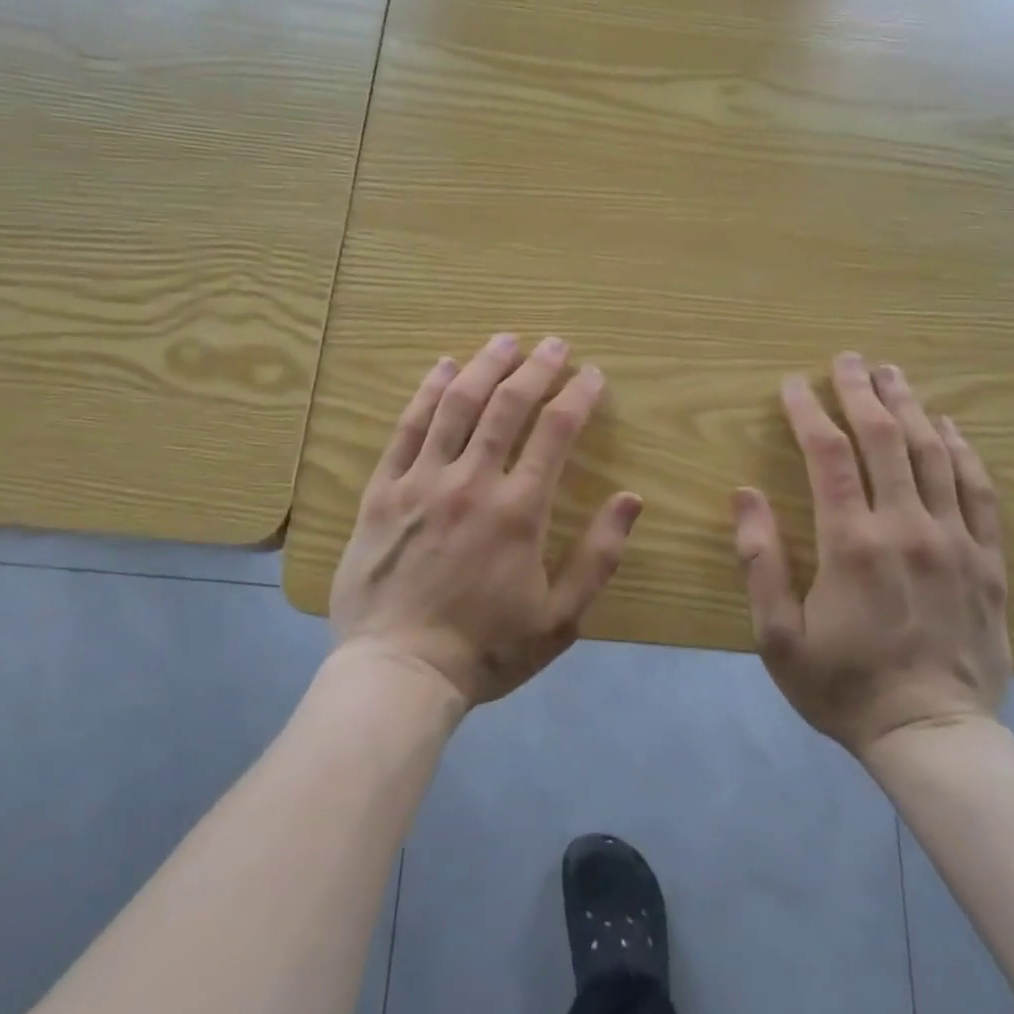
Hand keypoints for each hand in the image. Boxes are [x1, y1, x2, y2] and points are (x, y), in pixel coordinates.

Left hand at [330, 334, 643, 709]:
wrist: (399, 672)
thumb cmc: (486, 649)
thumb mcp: (560, 618)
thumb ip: (599, 557)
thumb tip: (631, 499)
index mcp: (519, 511)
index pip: (555, 433)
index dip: (578, 397)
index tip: (592, 375)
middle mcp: (471, 482)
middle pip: (506, 405)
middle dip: (536, 368)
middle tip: (554, 344)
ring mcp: (422, 481)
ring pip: (456, 405)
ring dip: (483, 365)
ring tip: (504, 340)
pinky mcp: (383, 489)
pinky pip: (407, 428)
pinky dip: (427, 392)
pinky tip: (442, 368)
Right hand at [732, 352, 1011, 759]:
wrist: (935, 739)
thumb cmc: (843, 686)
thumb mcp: (777, 635)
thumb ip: (759, 560)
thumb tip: (745, 494)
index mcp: (851, 543)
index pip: (828, 454)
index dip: (809, 411)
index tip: (793, 384)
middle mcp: (907, 528)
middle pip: (885, 438)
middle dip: (862, 391)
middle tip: (848, 358)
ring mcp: (955, 541)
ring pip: (934, 454)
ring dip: (911, 407)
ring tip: (893, 374)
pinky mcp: (988, 561)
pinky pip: (979, 491)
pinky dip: (964, 450)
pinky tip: (951, 426)